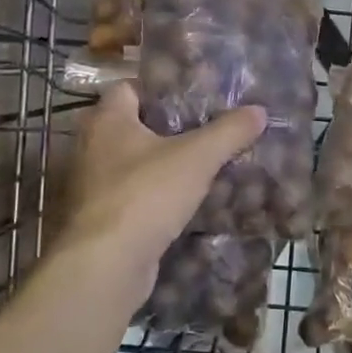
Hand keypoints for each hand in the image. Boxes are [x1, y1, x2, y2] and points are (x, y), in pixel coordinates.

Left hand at [55, 82, 266, 305]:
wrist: (107, 265)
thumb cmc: (147, 194)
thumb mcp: (197, 157)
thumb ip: (229, 131)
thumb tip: (259, 110)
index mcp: (107, 120)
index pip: (130, 88)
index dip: (162, 89)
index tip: (195, 97)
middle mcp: (92, 147)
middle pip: (134, 126)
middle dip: (169, 129)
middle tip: (207, 130)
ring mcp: (92, 185)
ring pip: (134, 164)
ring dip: (163, 165)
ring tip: (203, 166)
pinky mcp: (100, 218)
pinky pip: (133, 195)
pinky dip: (156, 196)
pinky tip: (187, 202)